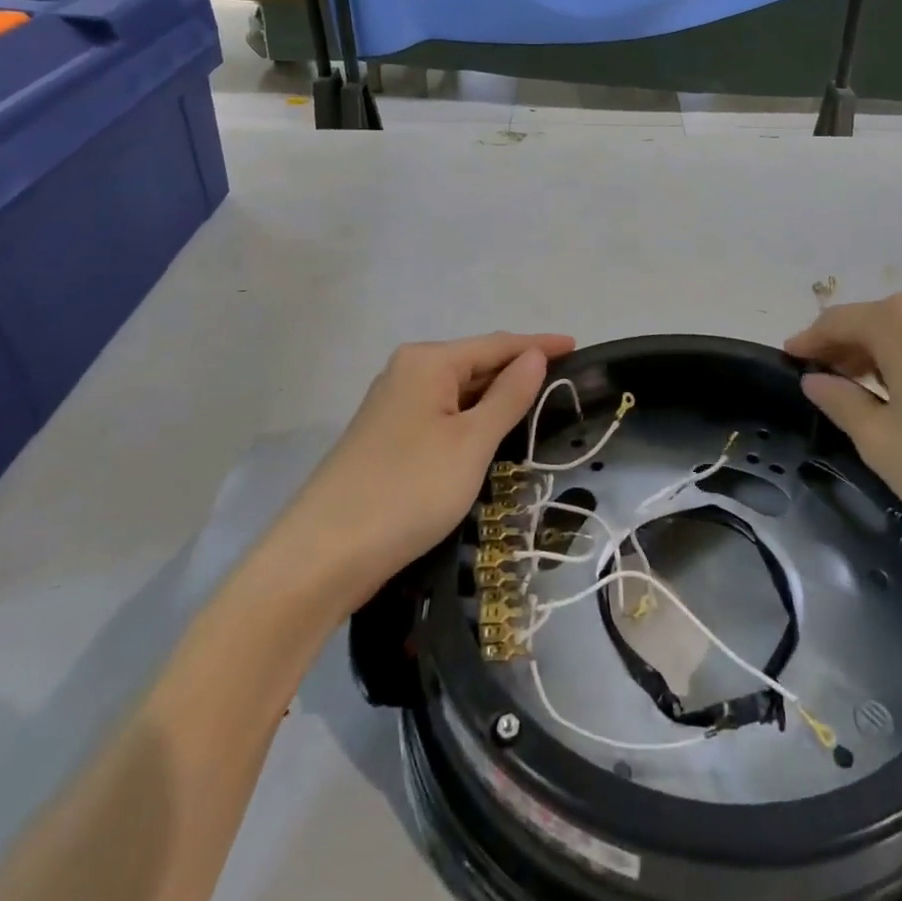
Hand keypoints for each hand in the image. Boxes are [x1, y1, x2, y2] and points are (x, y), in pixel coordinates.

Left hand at [282, 332, 574, 610]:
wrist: (323, 556)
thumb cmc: (408, 490)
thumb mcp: (471, 443)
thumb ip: (508, 396)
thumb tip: (534, 357)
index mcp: (427, 361)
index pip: (497, 344)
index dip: (538, 345)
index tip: (577, 346)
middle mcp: (407, 372)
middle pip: (475, 364)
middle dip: (517, 372)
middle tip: (565, 384)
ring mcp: (392, 406)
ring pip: (457, 393)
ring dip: (495, 399)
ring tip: (538, 407)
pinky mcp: (386, 439)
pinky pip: (441, 416)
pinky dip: (471, 421)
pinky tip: (490, 435)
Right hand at [786, 295, 901, 570]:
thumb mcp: (879, 440)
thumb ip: (840, 401)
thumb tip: (816, 379)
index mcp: (901, 323)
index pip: (838, 321)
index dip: (809, 340)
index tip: (788, 359)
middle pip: (876, 321)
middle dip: (845, 348)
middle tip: (822, 380)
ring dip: (881, 355)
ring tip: (863, 392)